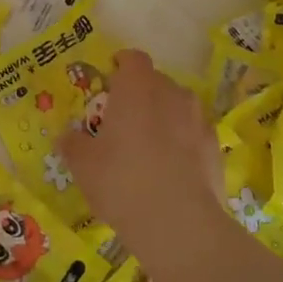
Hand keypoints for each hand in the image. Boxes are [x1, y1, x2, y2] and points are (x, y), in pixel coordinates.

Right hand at [59, 50, 225, 260]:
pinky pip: (193, 135)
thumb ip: (72, 144)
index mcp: (137, 86)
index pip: (133, 58)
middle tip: (123, 122)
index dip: (121, 64)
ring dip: (164, 118)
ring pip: (177, 107)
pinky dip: (182, 144)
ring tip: (148, 149)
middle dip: (140, 95)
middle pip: (155, 82)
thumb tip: (66, 136)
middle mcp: (171, 93)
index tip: (111, 79)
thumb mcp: (83, 165)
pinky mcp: (216, 147)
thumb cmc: (122, 181)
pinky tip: (171, 171)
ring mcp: (198, 119)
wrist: (179, 223)